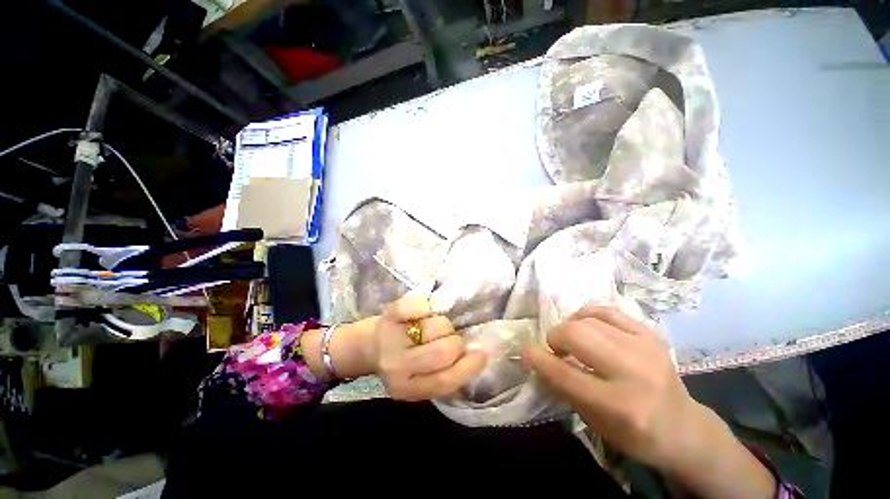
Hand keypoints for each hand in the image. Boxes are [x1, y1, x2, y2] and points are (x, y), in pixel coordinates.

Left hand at [371, 296, 486, 400]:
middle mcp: (398, 368)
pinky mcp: (388, 317)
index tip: (481, 353)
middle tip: (450, 337)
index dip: (468, 367)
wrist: (368, 347)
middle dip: (455, 341)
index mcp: (409, 388)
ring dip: (443, 323)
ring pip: (435, 327)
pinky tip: (425, 310)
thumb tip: (476, 356)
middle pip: (443, 351)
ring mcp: (391, 340)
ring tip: (434, 325)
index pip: (445, 381)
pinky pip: (414, 307)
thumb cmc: (402, 361)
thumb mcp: (420, 379)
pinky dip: (426, 305)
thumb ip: (444, 374)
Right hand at [522, 307, 776, 498]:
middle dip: (556, 337)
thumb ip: (564, 387)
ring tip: (571, 339)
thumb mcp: (595, 423)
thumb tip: (538, 358)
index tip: (524, 349)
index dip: (538, 358)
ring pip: (588, 321)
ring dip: (570, 327)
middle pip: (577, 335)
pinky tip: (585, 324)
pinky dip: (588, 314)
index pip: (565, 374)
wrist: (684, 427)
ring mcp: (645, 348)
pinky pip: (608, 311)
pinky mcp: (651, 335)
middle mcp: (633, 373)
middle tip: (555, 348)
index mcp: (619, 405)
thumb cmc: (636, 435)